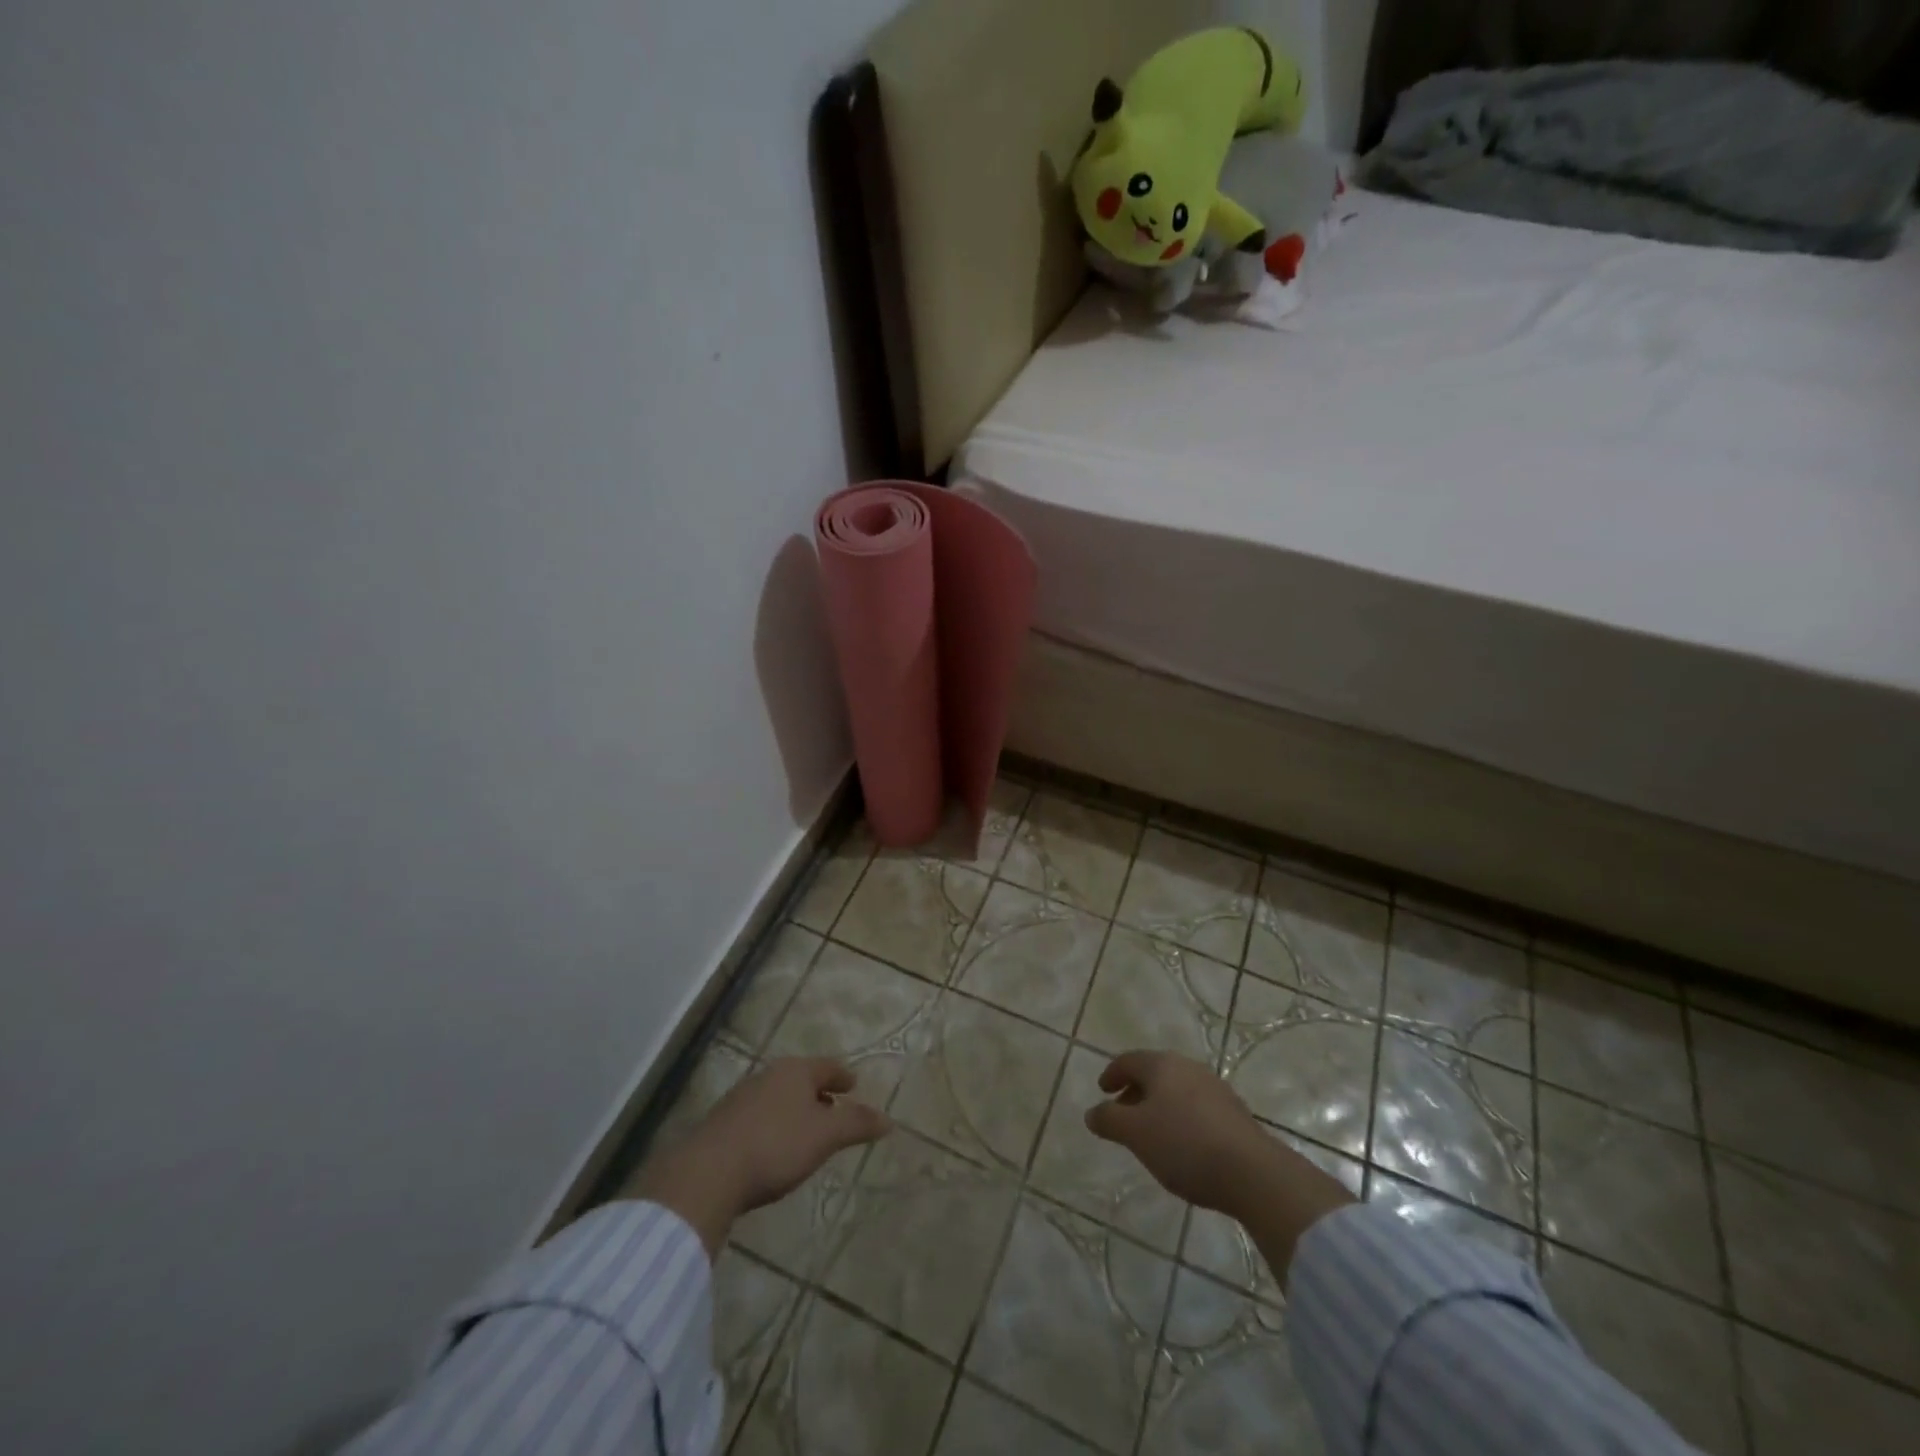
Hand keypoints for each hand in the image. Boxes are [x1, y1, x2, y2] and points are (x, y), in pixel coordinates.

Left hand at [700, 1057, 890, 1209]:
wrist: (708, 1173)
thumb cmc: (776, 1146)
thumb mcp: (825, 1136)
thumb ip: (856, 1124)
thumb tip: (888, 1119)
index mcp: (795, 1071)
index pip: (827, 1066)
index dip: (843, 1076)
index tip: (854, 1085)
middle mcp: (768, 1075)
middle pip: (801, 1079)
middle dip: (818, 1092)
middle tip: (833, 1107)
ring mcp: (742, 1097)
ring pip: (778, 1096)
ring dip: (795, 1109)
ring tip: (806, 1130)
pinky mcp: (722, 1122)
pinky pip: (759, 1116)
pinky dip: (774, 1124)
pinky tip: (774, 1147)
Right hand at [1083, 1050, 1268, 1213]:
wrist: (1253, 1173)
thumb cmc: (1184, 1145)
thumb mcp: (1135, 1134)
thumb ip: (1109, 1120)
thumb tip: (1092, 1113)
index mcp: (1162, 1065)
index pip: (1128, 1060)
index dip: (1111, 1074)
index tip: (1102, 1091)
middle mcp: (1188, 1068)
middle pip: (1154, 1073)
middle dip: (1135, 1092)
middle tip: (1122, 1114)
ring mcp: (1215, 1089)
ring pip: (1176, 1091)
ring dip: (1158, 1107)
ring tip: (1150, 1135)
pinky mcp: (1234, 1113)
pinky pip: (1196, 1108)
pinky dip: (1180, 1119)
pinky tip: (1181, 1146)